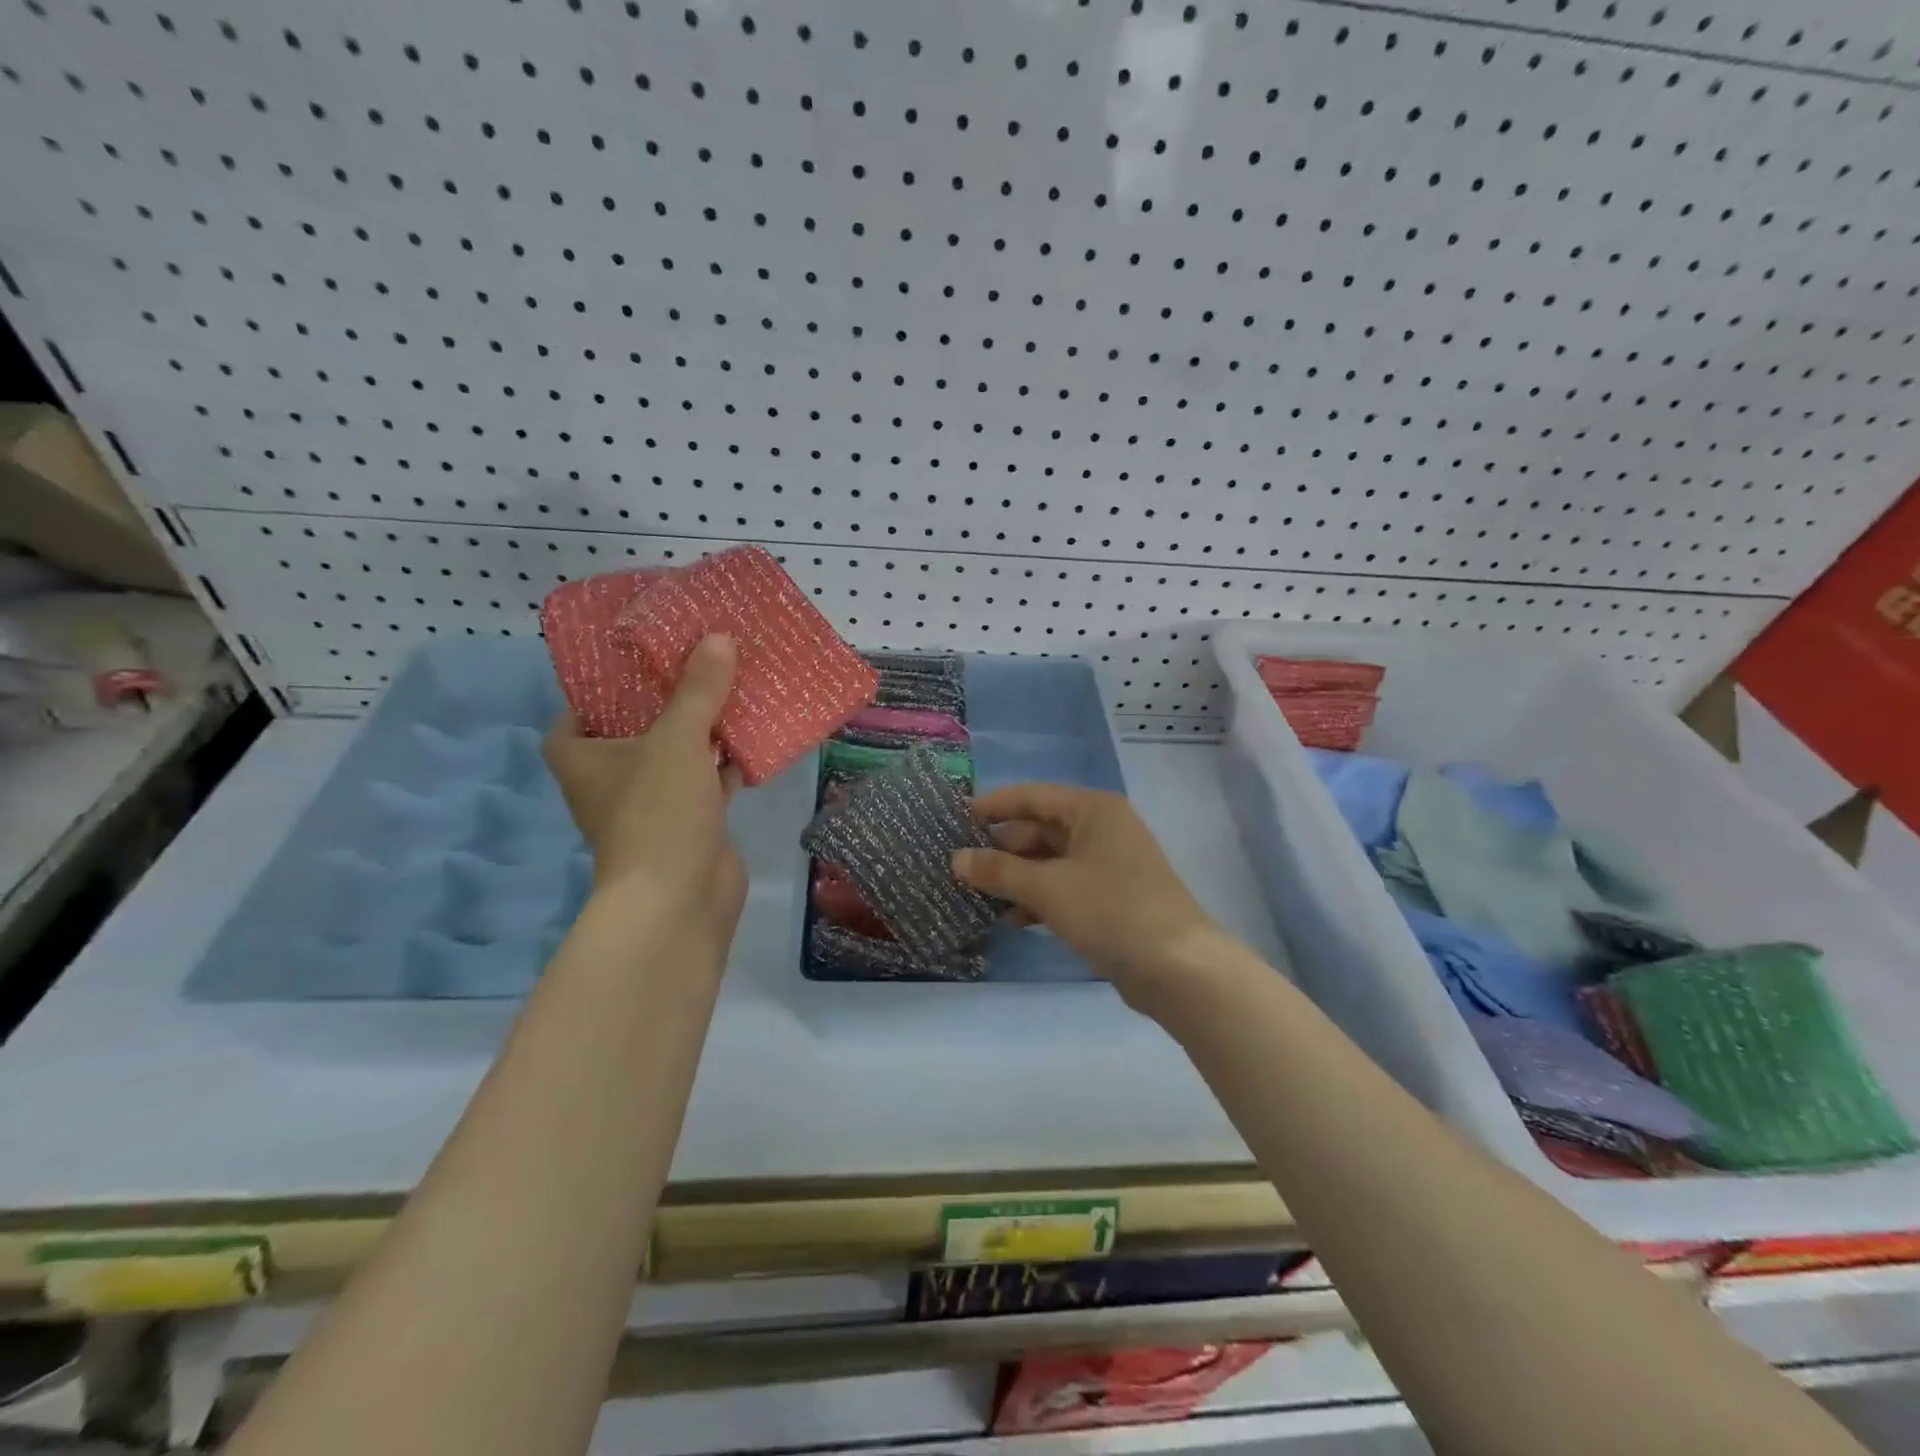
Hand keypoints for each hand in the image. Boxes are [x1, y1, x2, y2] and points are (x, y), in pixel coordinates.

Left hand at [543, 635, 745, 944]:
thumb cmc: (657, 812)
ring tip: (731, 687)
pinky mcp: (689, 824)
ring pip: (676, 754)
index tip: (636, 661)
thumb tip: (719, 638)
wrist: (679, 898)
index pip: (576, 713)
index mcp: (583, 758)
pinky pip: (706, 781)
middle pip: (635, 728)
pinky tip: (753, 735)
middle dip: (666, 699)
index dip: (601, 687)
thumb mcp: (676, 739)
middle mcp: (610, 780)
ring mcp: (652, 804)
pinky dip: (726, 762)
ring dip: (702, 728)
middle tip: (696, 661)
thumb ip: (697, 690)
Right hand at [952, 784, 1223, 1005]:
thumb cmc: (1111, 910)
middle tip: (960, 867)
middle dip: (1002, 849)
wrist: (1178, 968)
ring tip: (977, 896)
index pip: (1033, 796)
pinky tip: (1011, 920)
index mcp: (1093, 810)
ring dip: (1016, 878)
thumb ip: (999, 870)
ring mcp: (1109, 865)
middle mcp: (1102, 829)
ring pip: (1050, 862)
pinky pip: (1064, 887)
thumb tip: (956, 858)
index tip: (957, 817)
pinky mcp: (1111, 898)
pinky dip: (1038, 899)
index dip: (994, 805)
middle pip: (1040, 829)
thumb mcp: (1047, 888)